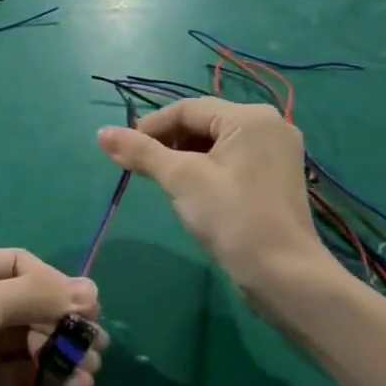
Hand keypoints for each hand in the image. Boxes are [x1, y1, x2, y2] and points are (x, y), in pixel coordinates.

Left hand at [0, 249, 103, 385]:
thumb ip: (32, 297)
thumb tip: (90, 290)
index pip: (20, 265)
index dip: (55, 283)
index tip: (88, 308)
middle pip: (30, 303)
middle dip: (63, 322)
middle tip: (96, 346)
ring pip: (32, 341)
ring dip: (62, 352)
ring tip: (90, 370)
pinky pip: (25, 375)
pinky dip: (51, 379)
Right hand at [98, 100, 339, 319]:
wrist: (284, 276)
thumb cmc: (231, 217)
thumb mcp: (180, 179)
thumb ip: (140, 151)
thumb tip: (101, 133)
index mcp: (249, 117)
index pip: (186, 109)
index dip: (151, 126)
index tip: (123, 149)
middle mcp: (269, 125)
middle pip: (203, 122)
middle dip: (167, 142)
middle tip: (140, 166)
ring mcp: (276, 151)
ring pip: (215, 142)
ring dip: (184, 155)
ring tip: (161, 179)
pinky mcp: (276, 176)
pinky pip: (231, 158)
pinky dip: (205, 167)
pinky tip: (189, 189)